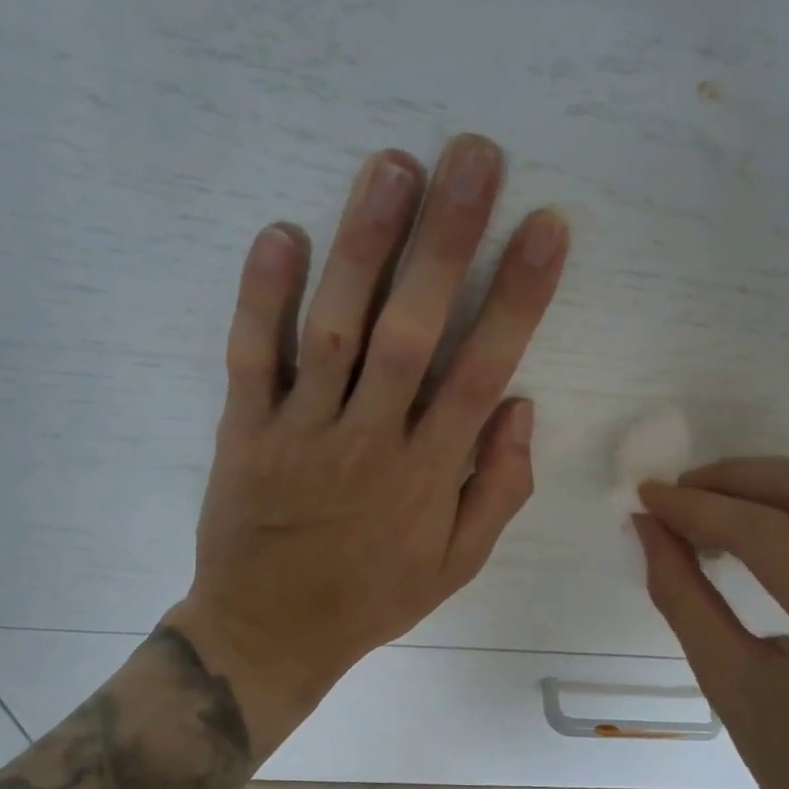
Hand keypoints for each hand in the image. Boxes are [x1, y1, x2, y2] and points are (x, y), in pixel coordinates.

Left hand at [170, 135, 568, 752]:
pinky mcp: (243, 431)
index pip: (482, 370)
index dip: (518, 297)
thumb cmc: (373, 596)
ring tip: (391, 167)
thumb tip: (520, 405)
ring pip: (335, 330)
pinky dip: (261, 297)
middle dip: (446, 241)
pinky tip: (279, 232)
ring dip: (363, 247)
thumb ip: (498, 489)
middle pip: (412, 331)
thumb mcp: (457, 565)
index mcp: (428, 474)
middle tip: (471, 156)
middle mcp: (369, 440)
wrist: (269, 632)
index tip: (544, 227)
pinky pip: (251, 358)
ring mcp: (302, 432)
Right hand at [635, 459, 788, 788]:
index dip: (700, 508)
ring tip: (712, 502)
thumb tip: (648, 526)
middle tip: (680, 491)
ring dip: (774, 484)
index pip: (772, 536)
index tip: (648, 496)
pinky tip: (761, 524)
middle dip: (741, 477)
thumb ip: (682, 594)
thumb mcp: (727, 685)